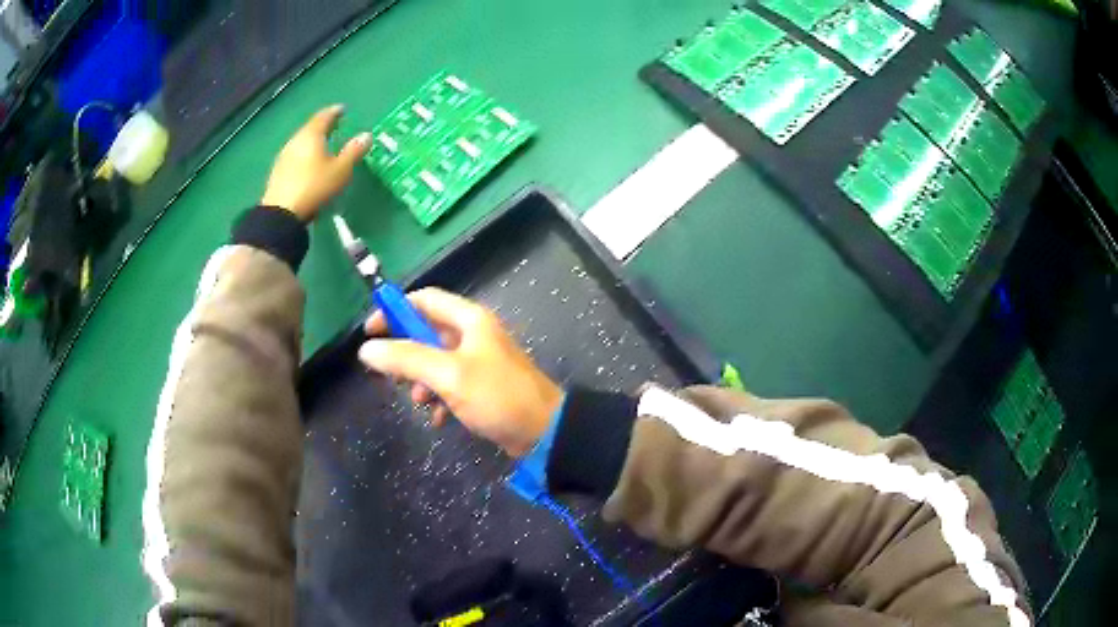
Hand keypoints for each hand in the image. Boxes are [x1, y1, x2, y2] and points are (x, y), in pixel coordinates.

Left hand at [260, 105, 371, 221]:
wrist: (281, 213)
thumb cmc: (315, 187)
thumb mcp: (340, 170)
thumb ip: (353, 151)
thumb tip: (366, 135)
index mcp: (311, 135)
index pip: (324, 116)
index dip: (334, 112)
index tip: (342, 110)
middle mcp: (296, 140)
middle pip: (310, 127)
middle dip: (323, 125)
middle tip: (334, 126)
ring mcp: (284, 156)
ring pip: (301, 141)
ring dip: (312, 140)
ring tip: (322, 145)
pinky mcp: (278, 171)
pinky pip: (294, 155)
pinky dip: (304, 154)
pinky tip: (308, 163)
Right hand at [358, 288, 562, 457]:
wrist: (544, 431)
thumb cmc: (496, 395)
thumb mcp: (448, 375)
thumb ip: (407, 359)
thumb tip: (367, 349)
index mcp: (469, 319)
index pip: (423, 300)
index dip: (394, 311)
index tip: (370, 333)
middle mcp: (473, 334)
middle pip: (426, 333)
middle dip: (406, 355)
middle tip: (392, 376)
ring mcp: (478, 360)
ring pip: (435, 362)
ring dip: (422, 382)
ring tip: (421, 402)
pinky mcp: (482, 386)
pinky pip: (449, 385)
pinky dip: (440, 398)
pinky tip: (439, 419)